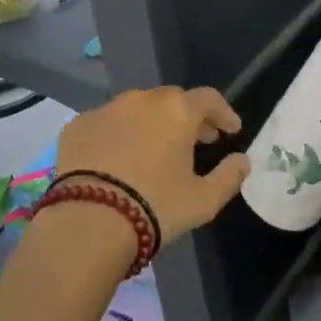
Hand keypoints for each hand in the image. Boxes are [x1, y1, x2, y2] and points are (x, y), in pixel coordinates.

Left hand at [54, 86, 246, 245]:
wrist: (88, 222)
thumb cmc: (155, 207)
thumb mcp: (203, 201)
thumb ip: (229, 176)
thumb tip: (242, 161)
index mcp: (177, 110)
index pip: (209, 99)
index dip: (224, 113)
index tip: (230, 130)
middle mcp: (142, 99)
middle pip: (172, 100)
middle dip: (187, 117)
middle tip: (196, 140)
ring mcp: (106, 109)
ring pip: (136, 109)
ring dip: (151, 123)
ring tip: (155, 150)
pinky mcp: (77, 125)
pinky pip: (106, 124)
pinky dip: (117, 135)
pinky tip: (117, 161)